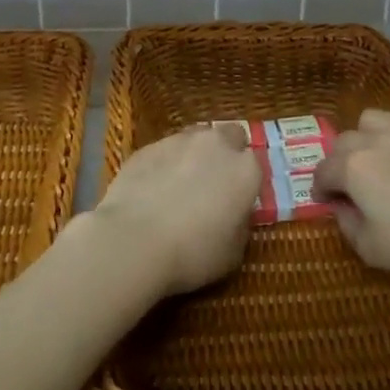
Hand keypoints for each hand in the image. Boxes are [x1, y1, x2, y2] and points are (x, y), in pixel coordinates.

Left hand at [89, 124, 260, 294]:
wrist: (134, 241)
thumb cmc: (192, 253)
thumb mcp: (233, 253)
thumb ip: (240, 224)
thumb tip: (235, 214)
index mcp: (245, 170)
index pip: (255, 163)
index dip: (246, 181)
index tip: (237, 199)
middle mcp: (216, 145)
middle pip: (230, 136)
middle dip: (226, 153)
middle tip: (214, 183)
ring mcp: (179, 141)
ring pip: (196, 138)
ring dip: (195, 154)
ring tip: (180, 184)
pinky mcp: (148, 147)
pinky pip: (164, 150)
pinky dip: (164, 163)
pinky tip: (153, 188)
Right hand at [312, 108, 389, 281]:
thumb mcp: (374, 250)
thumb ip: (348, 226)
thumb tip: (342, 208)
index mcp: (353, 167)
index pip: (323, 172)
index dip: (320, 189)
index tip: (327, 203)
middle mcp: (375, 138)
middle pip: (344, 141)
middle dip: (341, 163)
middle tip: (354, 187)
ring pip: (375, 121)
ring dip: (369, 138)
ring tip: (383, 160)